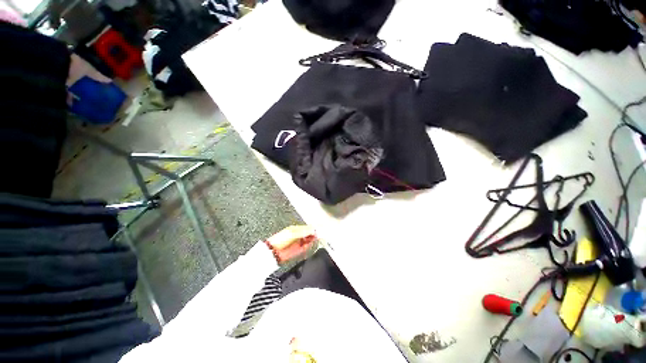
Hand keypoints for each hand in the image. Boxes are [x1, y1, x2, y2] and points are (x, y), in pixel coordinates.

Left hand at [266, 226, 315, 263]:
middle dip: (313, 234)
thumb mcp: (293, 233)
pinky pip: (306, 247)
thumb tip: (314, 230)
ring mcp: (299, 242)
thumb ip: (304, 231)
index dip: (313, 229)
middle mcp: (298, 235)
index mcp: (296, 229)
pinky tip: (309, 245)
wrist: (273, 251)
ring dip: (311, 240)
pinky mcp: (299, 250)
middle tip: (316, 236)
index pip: (307, 227)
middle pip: (309, 234)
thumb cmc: (280, 239)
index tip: (317, 231)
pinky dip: (309, 246)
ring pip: (309, 240)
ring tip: (313, 240)